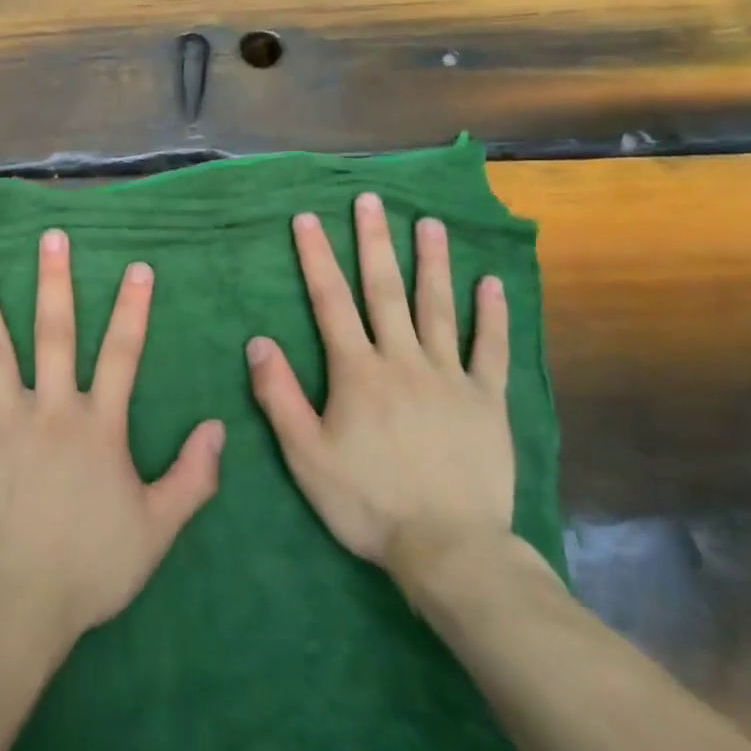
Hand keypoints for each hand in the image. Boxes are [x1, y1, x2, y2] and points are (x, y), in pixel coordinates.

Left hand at [0, 228, 224, 654]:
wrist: (18, 606)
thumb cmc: (89, 567)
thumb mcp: (157, 529)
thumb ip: (191, 478)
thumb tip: (219, 427)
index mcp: (98, 425)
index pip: (122, 354)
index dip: (132, 309)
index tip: (137, 267)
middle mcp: (51, 409)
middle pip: (55, 333)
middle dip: (55, 282)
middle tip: (51, 237)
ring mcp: (3, 421)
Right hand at [246, 194, 514, 595]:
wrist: (450, 550)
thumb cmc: (368, 503)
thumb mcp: (306, 456)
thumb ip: (280, 396)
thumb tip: (259, 342)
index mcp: (358, 372)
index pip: (330, 301)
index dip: (317, 257)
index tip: (308, 218)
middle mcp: (402, 360)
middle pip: (385, 290)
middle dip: (375, 241)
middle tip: (371, 200)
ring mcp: (449, 377)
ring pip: (438, 308)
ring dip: (433, 262)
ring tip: (430, 223)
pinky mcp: (487, 401)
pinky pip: (490, 349)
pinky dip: (492, 315)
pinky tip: (491, 283)